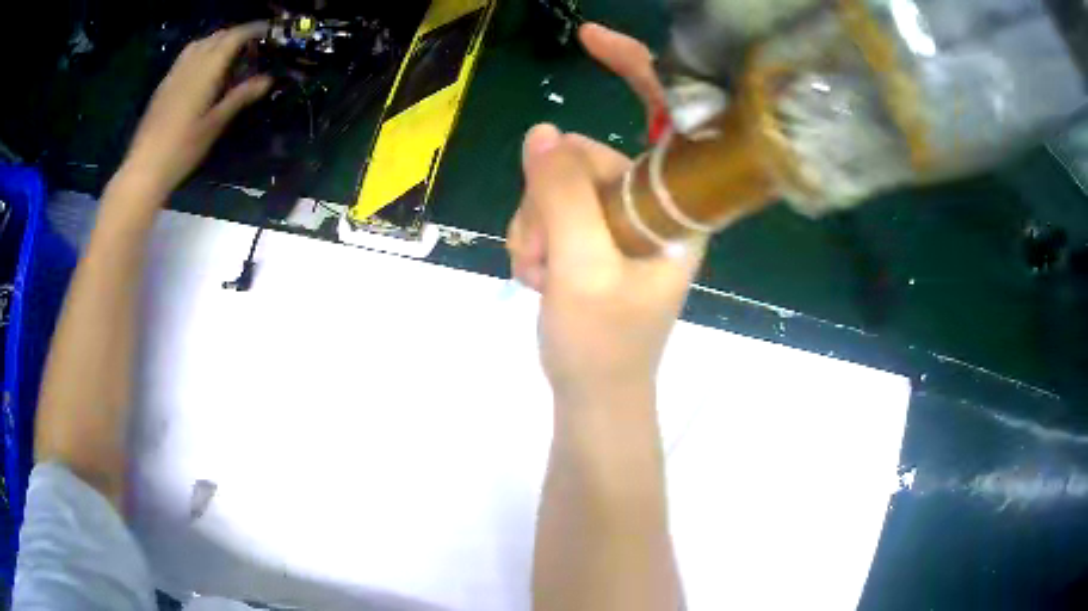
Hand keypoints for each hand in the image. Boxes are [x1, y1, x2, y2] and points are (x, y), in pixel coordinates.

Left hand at [114, 23, 271, 200]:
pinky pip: (188, 56)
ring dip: (219, 41)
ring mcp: (174, 73)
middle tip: (254, 44)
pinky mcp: (165, 84)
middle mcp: (190, 63)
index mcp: (206, 70)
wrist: (144, 168)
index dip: (254, 29)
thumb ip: (240, 97)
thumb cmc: (182, 149)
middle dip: (238, 34)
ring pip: (201, 43)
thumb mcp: (214, 124)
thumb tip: (267, 79)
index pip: (234, 37)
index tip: (270, 30)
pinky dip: (203, 51)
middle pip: (218, 36)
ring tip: (231, 53)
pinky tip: (206, 68)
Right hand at [507, 24, 705, 402]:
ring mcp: (621, 218)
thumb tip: (542, 134)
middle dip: (549, 201)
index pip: (666, 118)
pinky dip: (533, 238)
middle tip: (542, 258)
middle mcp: (654, 203)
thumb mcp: (583, 273)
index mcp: (678, 207)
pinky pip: (550, 207)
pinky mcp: (595, 233)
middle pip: (587, 155)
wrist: (594, 394)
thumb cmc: (604, 347)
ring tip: (539, 276)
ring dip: (536, 227)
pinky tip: (537, 275)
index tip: (589, 38)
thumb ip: (563, 198)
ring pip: (559, 183)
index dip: (635, 69)